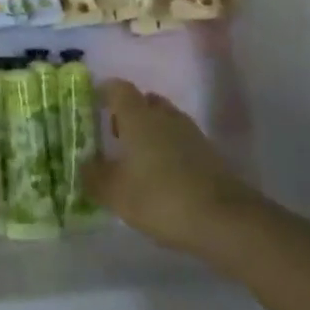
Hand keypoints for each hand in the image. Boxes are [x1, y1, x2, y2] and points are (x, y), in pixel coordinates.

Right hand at [81, 81, 256, 255]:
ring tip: (137, 159)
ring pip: (164, 120)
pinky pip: (180, 141)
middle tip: (114, 135)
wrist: (225, 220)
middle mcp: (164, 116)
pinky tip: (161, 175)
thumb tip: (83, 165)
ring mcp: (190, 133)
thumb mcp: (116, 193)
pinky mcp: (209, 154)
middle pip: (144, 101)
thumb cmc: (161, 198)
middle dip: (128, 114)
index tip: (92, 105)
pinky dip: (168, 150)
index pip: (118, 88)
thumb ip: (94, 177)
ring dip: (150, 132)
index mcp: (138, 116)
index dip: (104, 92)